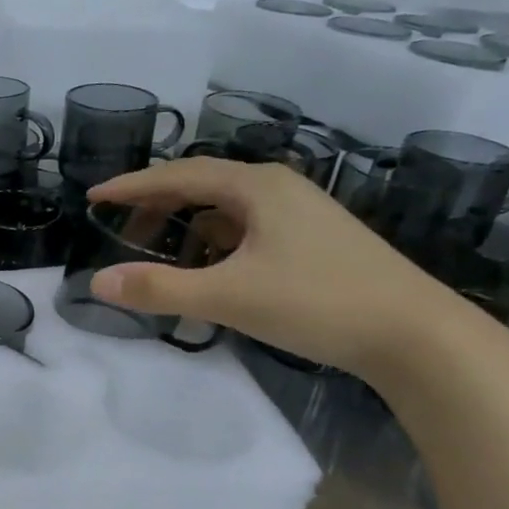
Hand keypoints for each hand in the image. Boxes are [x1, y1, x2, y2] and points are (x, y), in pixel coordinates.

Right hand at [87, 157, 489, 382]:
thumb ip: (160, 289)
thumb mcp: (229, 297)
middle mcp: (278, 188)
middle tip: (120, 227)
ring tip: (159, 251)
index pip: (179, 175)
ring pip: (227, 208)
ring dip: (187, 224)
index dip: (132, 186)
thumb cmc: (317, 303)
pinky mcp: (313, 239)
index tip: (93, 197)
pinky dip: (216, 241)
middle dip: (157, 204)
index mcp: (257, 187)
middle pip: (202, 184)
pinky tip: (210, 267)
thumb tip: (97, 282)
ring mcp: (300, 213)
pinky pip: (248, 228)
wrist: (415, 333)